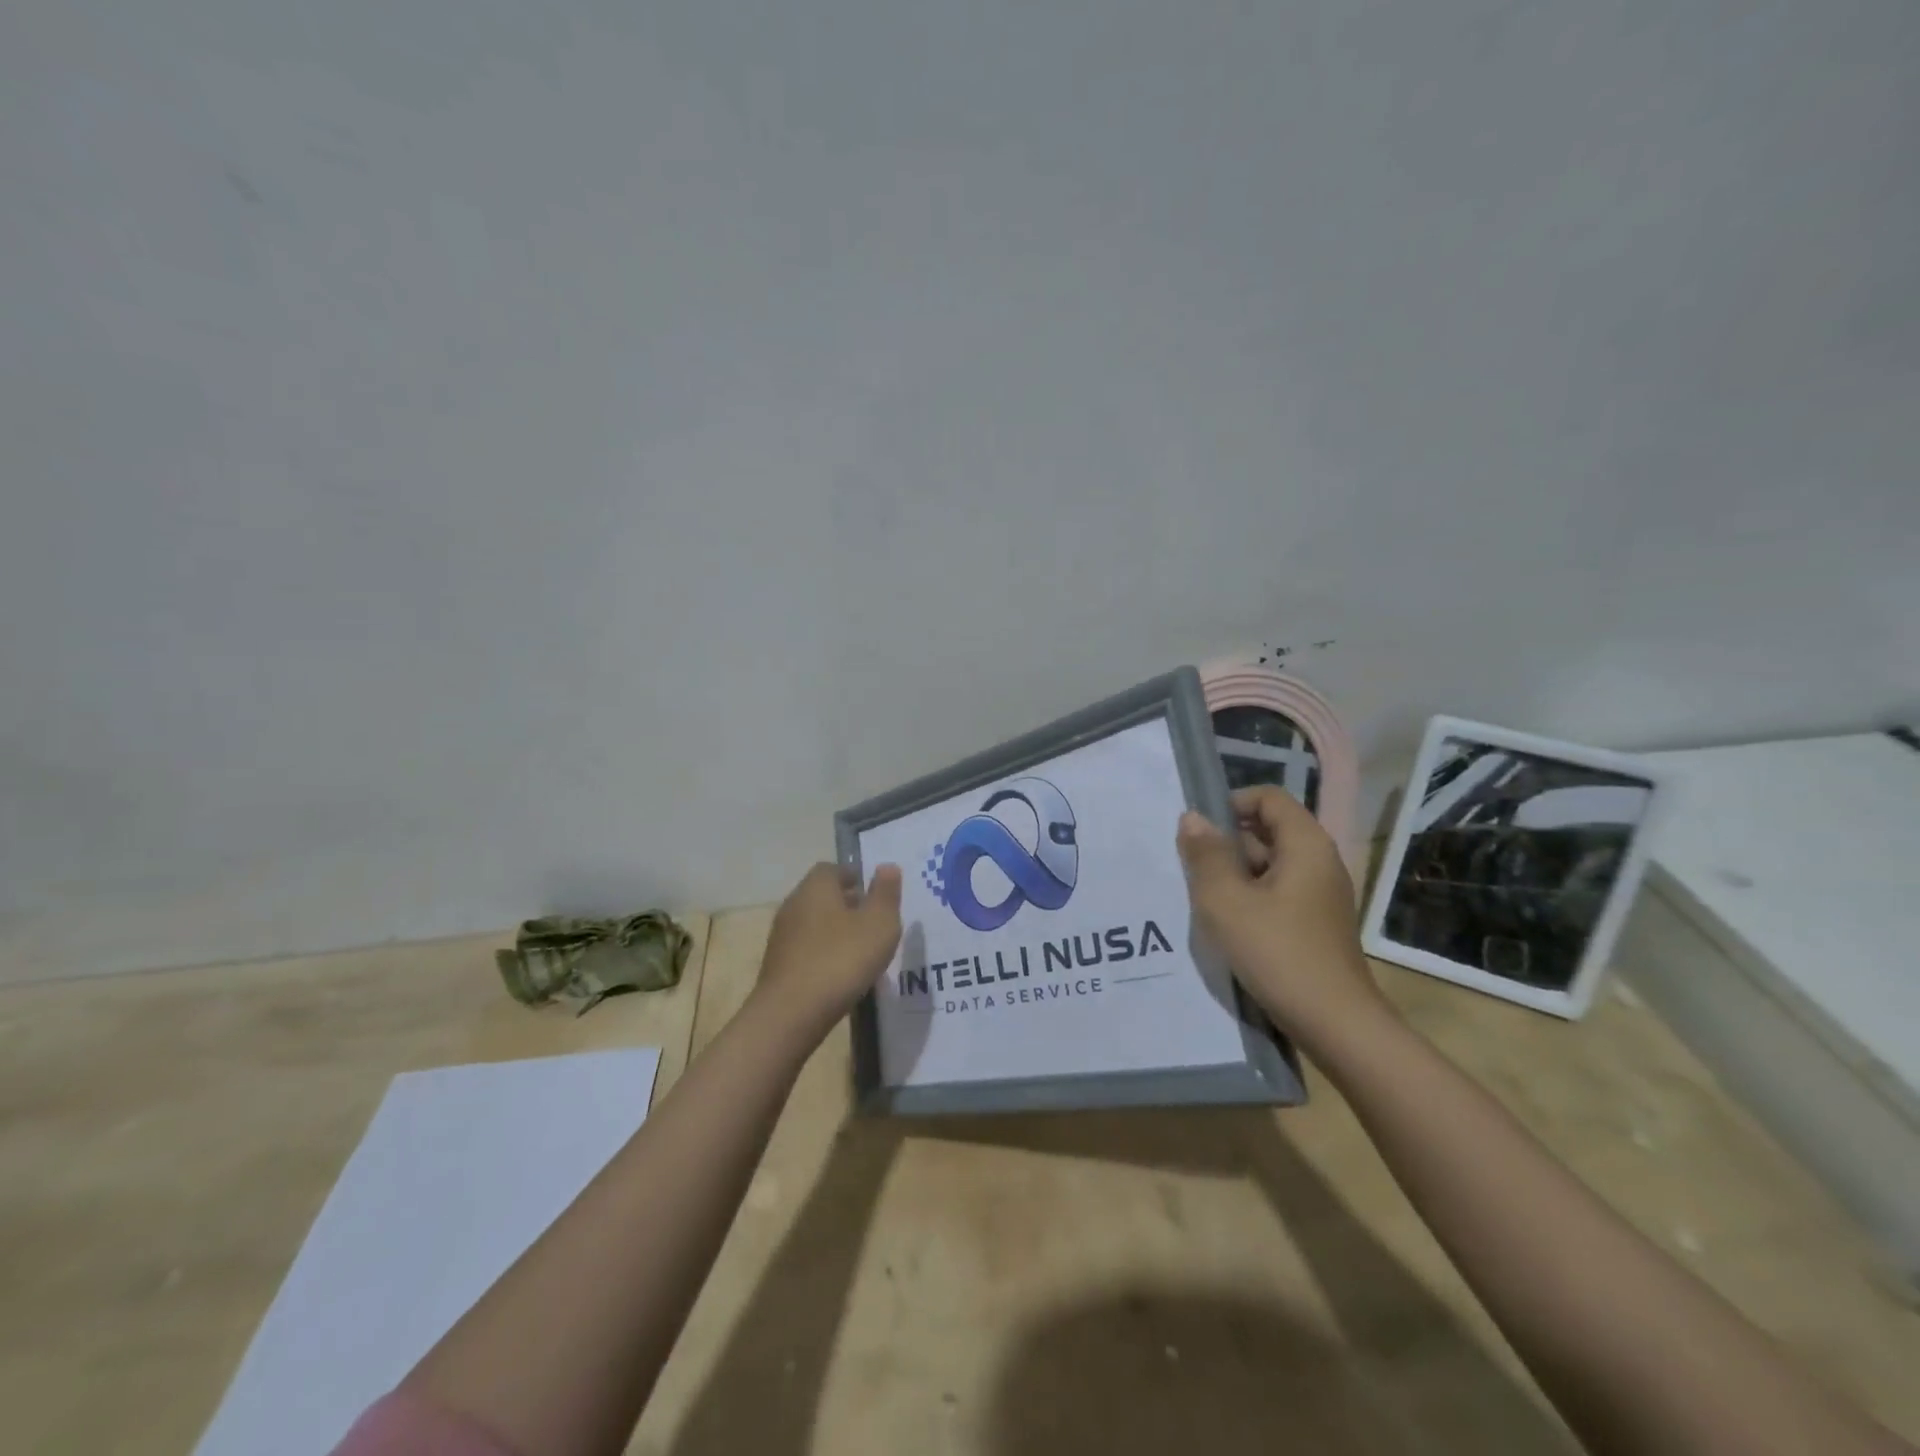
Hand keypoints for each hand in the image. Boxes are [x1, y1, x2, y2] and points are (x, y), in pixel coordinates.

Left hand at [755, 862, 903, 1029]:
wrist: (790, 1014)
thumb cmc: (841, 960)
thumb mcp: (879, 924)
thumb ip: (885, 893)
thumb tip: (887, 866)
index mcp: (816, 887)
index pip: (833, 869)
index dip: (855, 877)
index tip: (876, 893)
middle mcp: (794, 904)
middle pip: (822, 895)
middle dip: (848, 904)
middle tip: (874, 921)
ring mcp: (782, 936)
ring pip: (814, 923)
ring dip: (836, 931)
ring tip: (863, 950)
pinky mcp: (778, 965)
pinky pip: (807, 949)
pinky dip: (824, 954)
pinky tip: (842, 974)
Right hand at [1177, 786, 1390, 1049]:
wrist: (1336, 1024)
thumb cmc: (1278, 952)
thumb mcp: (1226, 900)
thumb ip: (1205, 855)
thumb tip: (1192, 817)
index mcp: (1306, 845)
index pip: (1269, 798)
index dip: (1231, 803)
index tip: (1198, 830)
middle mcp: (1319, 862)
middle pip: (1268, 830)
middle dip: (1226, 843)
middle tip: (1190, 866)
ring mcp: (1320, 896)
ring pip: (1270, 866)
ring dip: (1234, 874)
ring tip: (1200, 897)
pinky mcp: (1315, 924)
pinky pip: (1277, 893)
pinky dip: (1249, 898)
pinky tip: (1225, 924)